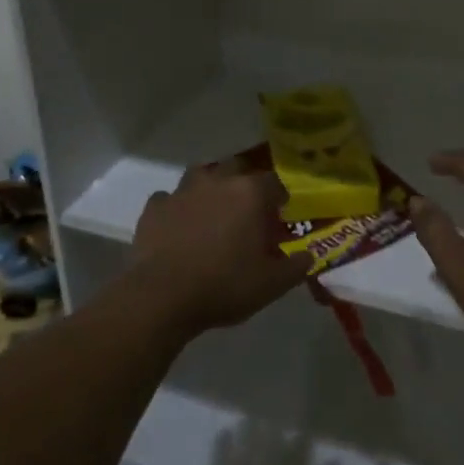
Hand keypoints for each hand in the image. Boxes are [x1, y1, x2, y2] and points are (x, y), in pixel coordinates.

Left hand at [132, 163, 311, 333]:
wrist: (162, 297)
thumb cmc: (225, 285)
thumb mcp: (272, 284)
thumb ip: (296, 266)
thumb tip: (309, 256)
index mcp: (251, 193)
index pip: (275, 182)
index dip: (279, 198)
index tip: (280, 216)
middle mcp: (218, 181)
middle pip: (238, 167)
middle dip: (245, 183)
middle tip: (248, 211)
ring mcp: (182, 191)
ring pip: (201, 175)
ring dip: (210, 188)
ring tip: (213, 212)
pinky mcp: (154, 207)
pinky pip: (170, 198)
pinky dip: (177, 208)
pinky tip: (180, 226)